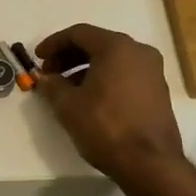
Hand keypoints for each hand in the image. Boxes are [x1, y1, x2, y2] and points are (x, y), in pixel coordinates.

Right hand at [34, 24, 184, 182]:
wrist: (149, 163)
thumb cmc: (105, 127)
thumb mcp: (68, 105)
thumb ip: (52, 85)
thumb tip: (45, 79)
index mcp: (116, 47)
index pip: (78, 33)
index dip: (54, 43)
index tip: (37, 57)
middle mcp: (138, 51)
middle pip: (97, 43)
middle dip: (69, 56)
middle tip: (49, 73)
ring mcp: (152, 70)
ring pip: (112, 59)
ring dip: (85, 68)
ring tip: (65, 88)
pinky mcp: (157, 90)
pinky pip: (124, 73)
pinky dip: (103, 78)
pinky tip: (89, 98)